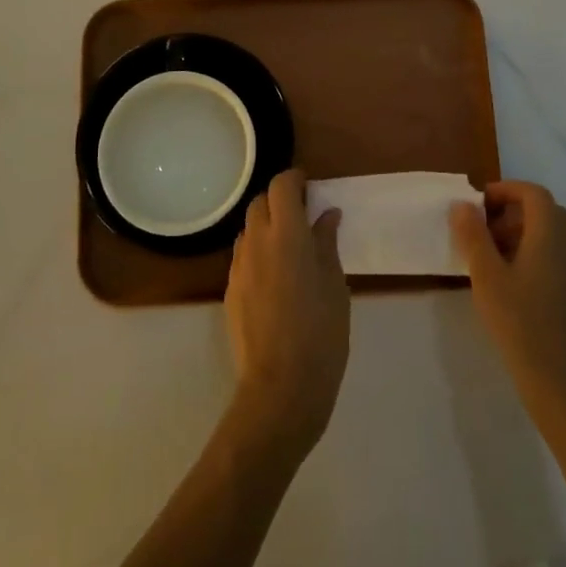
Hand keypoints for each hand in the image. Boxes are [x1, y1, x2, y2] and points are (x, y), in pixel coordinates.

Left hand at [224, 169, 349, 457]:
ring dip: (267, 226)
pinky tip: (276, 276)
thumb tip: (326, 214)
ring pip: (248, 229)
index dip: (294, 179)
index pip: (281, 186)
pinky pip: (243, 255)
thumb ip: (326, 244)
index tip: (310, 186)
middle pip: (260, 202)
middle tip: (304, 215)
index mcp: (287, 235)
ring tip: (290, 247)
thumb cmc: (321, 334)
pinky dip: (258, 250)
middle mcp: (256, 242)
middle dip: (279, 200)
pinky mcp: (230, 289)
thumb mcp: (335, 286)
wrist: (280, 387)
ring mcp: (238, 266)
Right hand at [451, 181, 565, 419]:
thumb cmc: (521, 324)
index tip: (479, 204)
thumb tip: (464, 204)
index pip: (533, 193)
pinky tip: (517, 289)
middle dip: (513, 213)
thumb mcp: (486, 277)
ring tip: (494, 261)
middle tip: (484, 232)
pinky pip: (561, 262)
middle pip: (546, 213)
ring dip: (525, 237)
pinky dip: (538, 259)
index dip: (506, 190)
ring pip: (554, 239)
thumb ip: (473, 236)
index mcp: (551, 235)